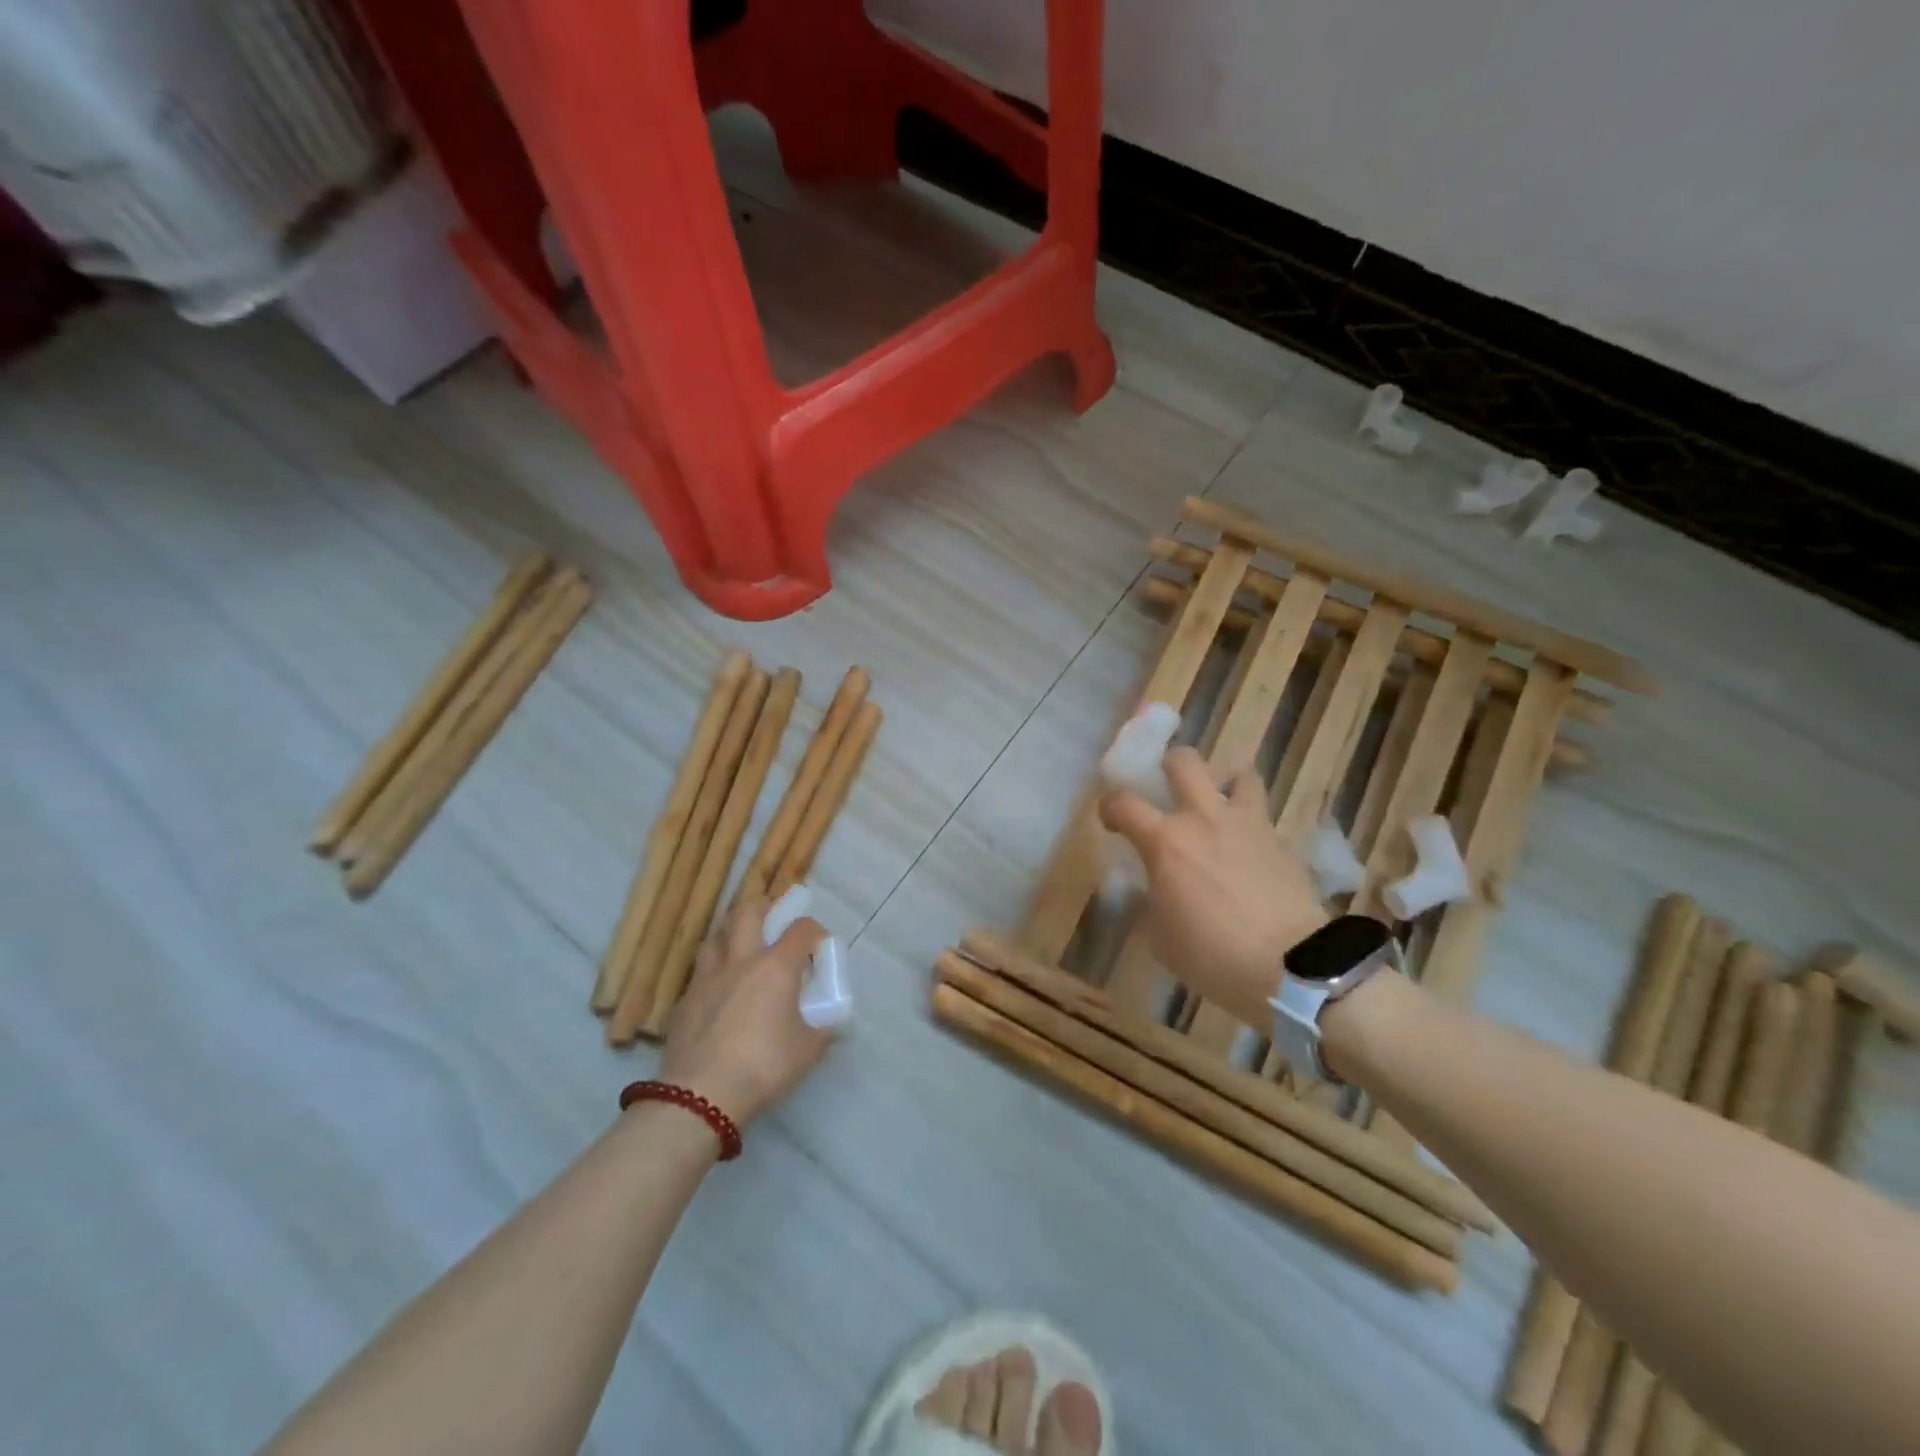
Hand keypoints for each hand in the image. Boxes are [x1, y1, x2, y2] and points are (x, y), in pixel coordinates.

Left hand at [658, 898, 834, 1127]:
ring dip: (731, 932)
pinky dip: (714, 970)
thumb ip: (823, 1030)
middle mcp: (740, 961)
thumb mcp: (808, 1051)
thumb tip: (830, 1023)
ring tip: (742, 945)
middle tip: (774, 917)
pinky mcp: (684, 1001)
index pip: (801, 929)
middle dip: (764, 907)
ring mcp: (707, 978)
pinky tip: (719, 989)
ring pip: (716, 936)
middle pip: (748, 912)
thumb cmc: (763, 1066)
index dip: (814, 931)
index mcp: (776, 967)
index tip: (819, 946)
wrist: (700, 1096)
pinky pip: (700, 972)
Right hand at [1099, 746, 1328, 1025]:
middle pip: (1184, 761)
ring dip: (1224, 784)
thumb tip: (1156, 886)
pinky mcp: (1280, 841)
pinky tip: (1248, 850)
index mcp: (1165, 842)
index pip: (1123, 802)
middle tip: (1167, 790)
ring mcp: (1247, 824)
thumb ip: (1152, 899)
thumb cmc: (1212, 956)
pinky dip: (1250, 823)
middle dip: (1169, 767)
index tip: (1112, 822)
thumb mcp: (1161, 937)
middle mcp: (1203, 819)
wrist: (1291, 966)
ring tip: (1218, 808)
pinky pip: (1261, 815)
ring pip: (1239, 774)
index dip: (1109, 807)